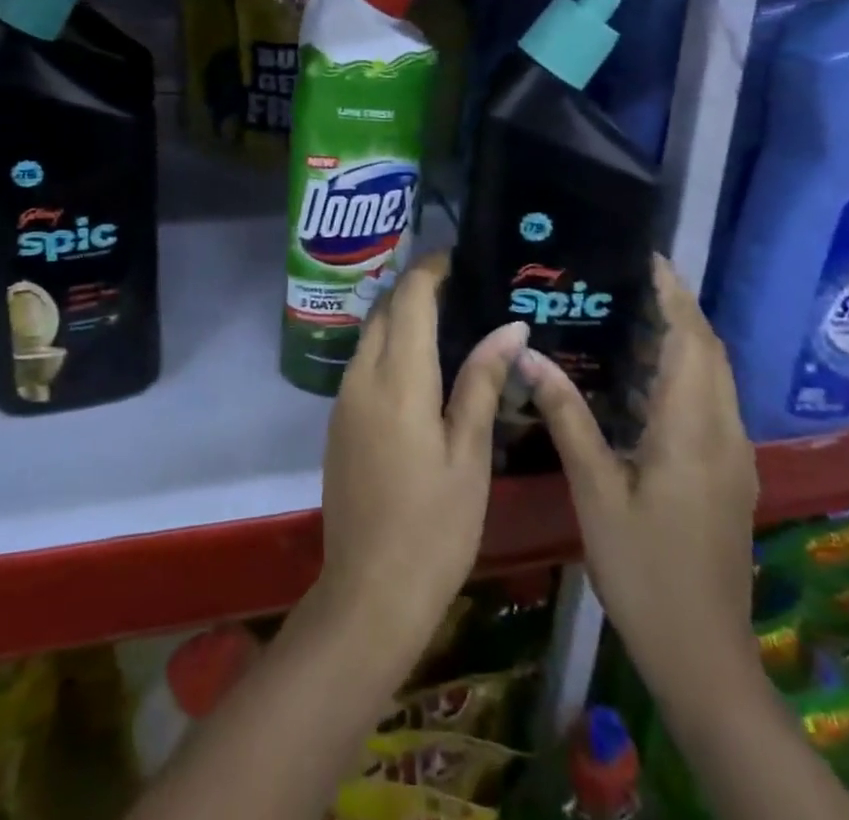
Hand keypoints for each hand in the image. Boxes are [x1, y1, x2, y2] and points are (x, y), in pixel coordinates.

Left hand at [316, 252, 528, 663]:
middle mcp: (362, 377)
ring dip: (400, 316)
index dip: (431, 269)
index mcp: (398, 379)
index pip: (410, 299)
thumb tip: (509, 328)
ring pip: (370, 334)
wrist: (369, 592)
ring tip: (447, 319)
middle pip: (384, 309)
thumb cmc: (435, 526)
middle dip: (416, 287)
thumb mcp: (469, 454)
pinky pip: (363, 363)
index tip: (460, 257)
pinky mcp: (338, 421)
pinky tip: (420, 365)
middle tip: (461, 287)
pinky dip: (389, 346)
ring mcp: (344, 399)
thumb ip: (482, 382)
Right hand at [521, 255, 758, 703]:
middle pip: (710, 351)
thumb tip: (530, 355)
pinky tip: (643, 380)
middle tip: (628, 280)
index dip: (674, 295)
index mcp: (693, 430)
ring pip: (714, 377)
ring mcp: (734, 456)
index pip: (692, 341)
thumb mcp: (596, 491)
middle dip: (678, 308)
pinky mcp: (729, 474)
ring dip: (683, 339)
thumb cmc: (644, 569)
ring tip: (630, 315)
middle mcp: (724, 433)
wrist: (704, 655)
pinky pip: (710, 402)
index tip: (647, 258)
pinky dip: (685, 372)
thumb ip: (567, 417)